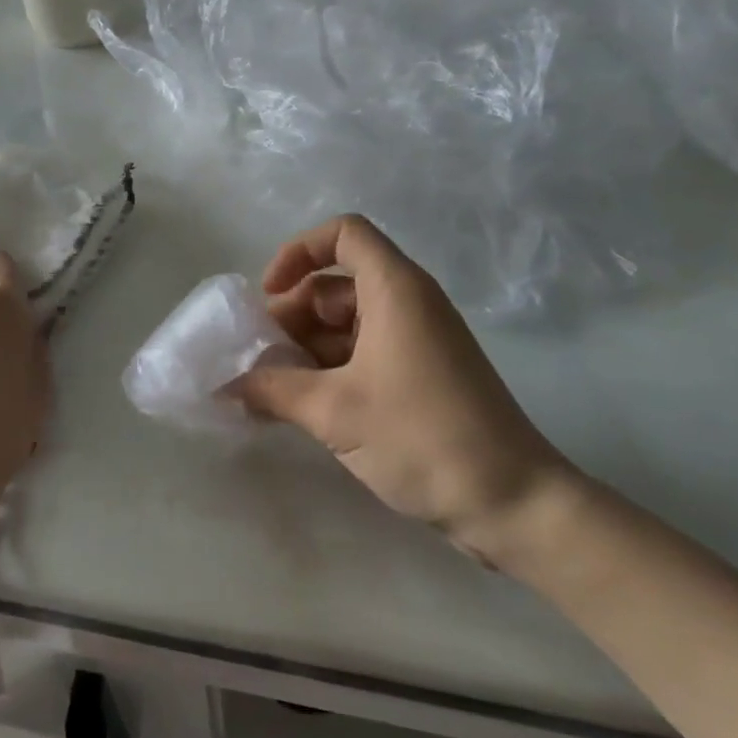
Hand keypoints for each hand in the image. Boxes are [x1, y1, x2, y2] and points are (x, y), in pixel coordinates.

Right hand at [237, 215, 576, 556]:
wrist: (513, 504)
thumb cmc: (421, 437)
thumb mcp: (334, 411)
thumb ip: (272, 390)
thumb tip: (224, 385)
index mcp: (395, 289)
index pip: (343, 233)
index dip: (299, 252)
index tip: (270, 295)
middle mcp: (408, 303)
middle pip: (336, 284)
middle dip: (291, 315)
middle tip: (259, 358)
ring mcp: (416, 340)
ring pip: (345, 323)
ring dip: (305, 349)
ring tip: (271, 390)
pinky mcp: (421, 375)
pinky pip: (363, 352)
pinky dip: (329, 370)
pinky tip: (301, 407)